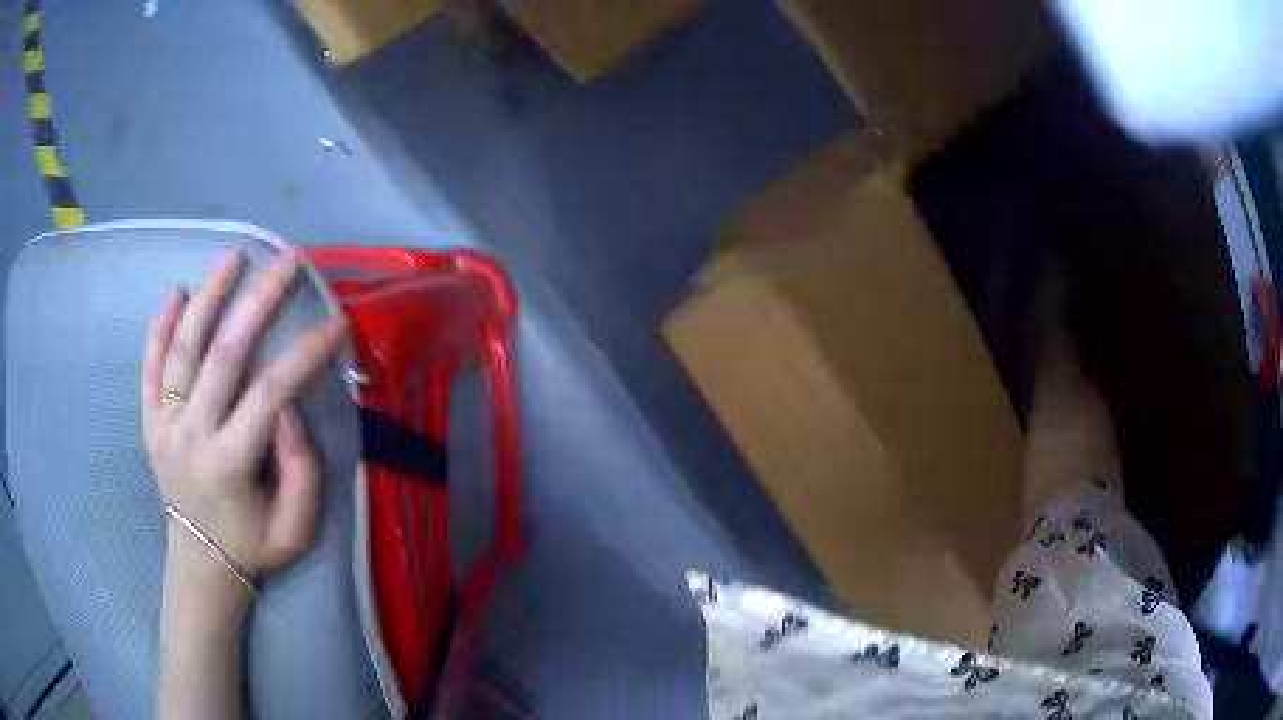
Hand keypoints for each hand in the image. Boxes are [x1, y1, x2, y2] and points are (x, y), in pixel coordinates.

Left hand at [142, 249, 345, 584]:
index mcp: (228, 465)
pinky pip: (150, 367)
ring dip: (208, 297)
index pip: (269, 394)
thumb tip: (289, 408)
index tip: (334, 322)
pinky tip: (175, 292)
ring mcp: (164, 424)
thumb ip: (301, 471)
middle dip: (258, 300)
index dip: (304, 353)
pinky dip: (160, 327)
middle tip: (286, 259)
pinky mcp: (149, 420)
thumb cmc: (253, 544)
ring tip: (232, 257)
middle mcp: (190, 436)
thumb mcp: (295, 528)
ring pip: (183, 348)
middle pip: (223, 354)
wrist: (200, 561)